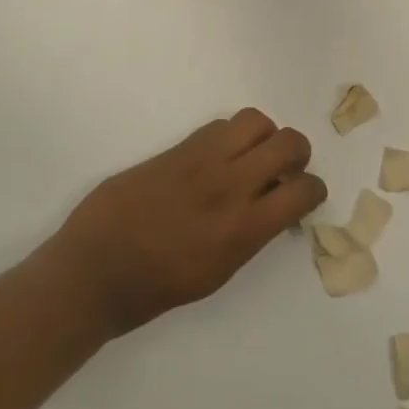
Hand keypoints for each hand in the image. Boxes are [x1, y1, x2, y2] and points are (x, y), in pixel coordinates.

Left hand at [42, 109, 325, 335]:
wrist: (96, 269)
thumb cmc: (157, 287)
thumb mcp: (219, 272)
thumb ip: (250, 235)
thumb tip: (268, 208)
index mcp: (244, 229)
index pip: (304, 189)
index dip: (313, 189)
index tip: (302, 196)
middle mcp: (230, 186)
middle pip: (289, 142)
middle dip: (297, 154)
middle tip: (283, 169)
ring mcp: (201, 161)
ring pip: (255, 121)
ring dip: (264, 136)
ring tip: (250, 156)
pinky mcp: (175, 150)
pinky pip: (217, 126)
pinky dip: (229, 137)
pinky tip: (216, 158)